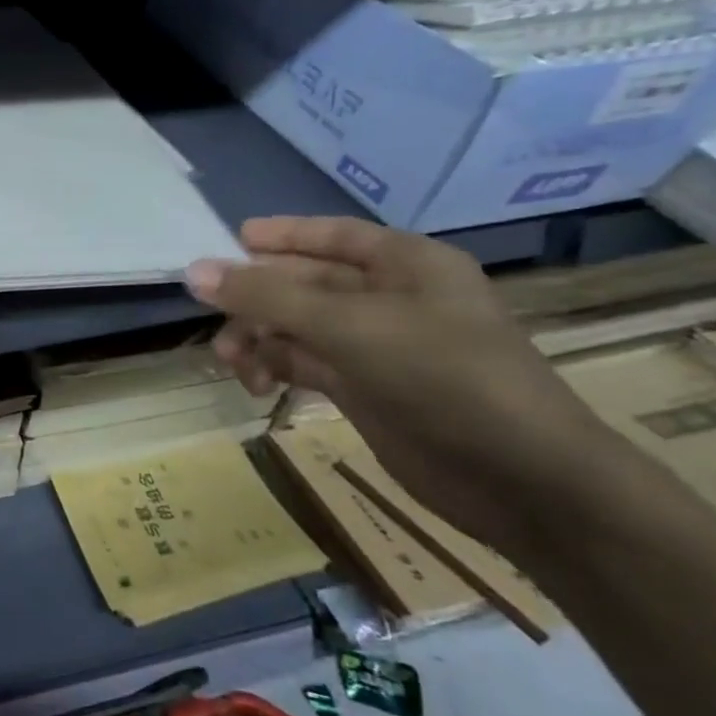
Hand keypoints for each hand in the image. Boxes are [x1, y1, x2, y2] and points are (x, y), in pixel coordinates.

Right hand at [187, 216, 621, 556]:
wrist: (522, 481)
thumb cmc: (445, 377)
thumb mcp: (349, 327)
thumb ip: (267, 297)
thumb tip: (193, 271)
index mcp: (406, 265)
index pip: (333, 234)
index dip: (282, 234)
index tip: (230, 238)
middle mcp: (391, 298)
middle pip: (304, 281)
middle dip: (256, 297)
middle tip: (210, 315)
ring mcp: (377, 346)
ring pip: (296, 325)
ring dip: (258, 337)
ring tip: (233, 363)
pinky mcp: (365, 388)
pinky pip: (303, 362)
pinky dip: (274, 367)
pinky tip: (257, 385)